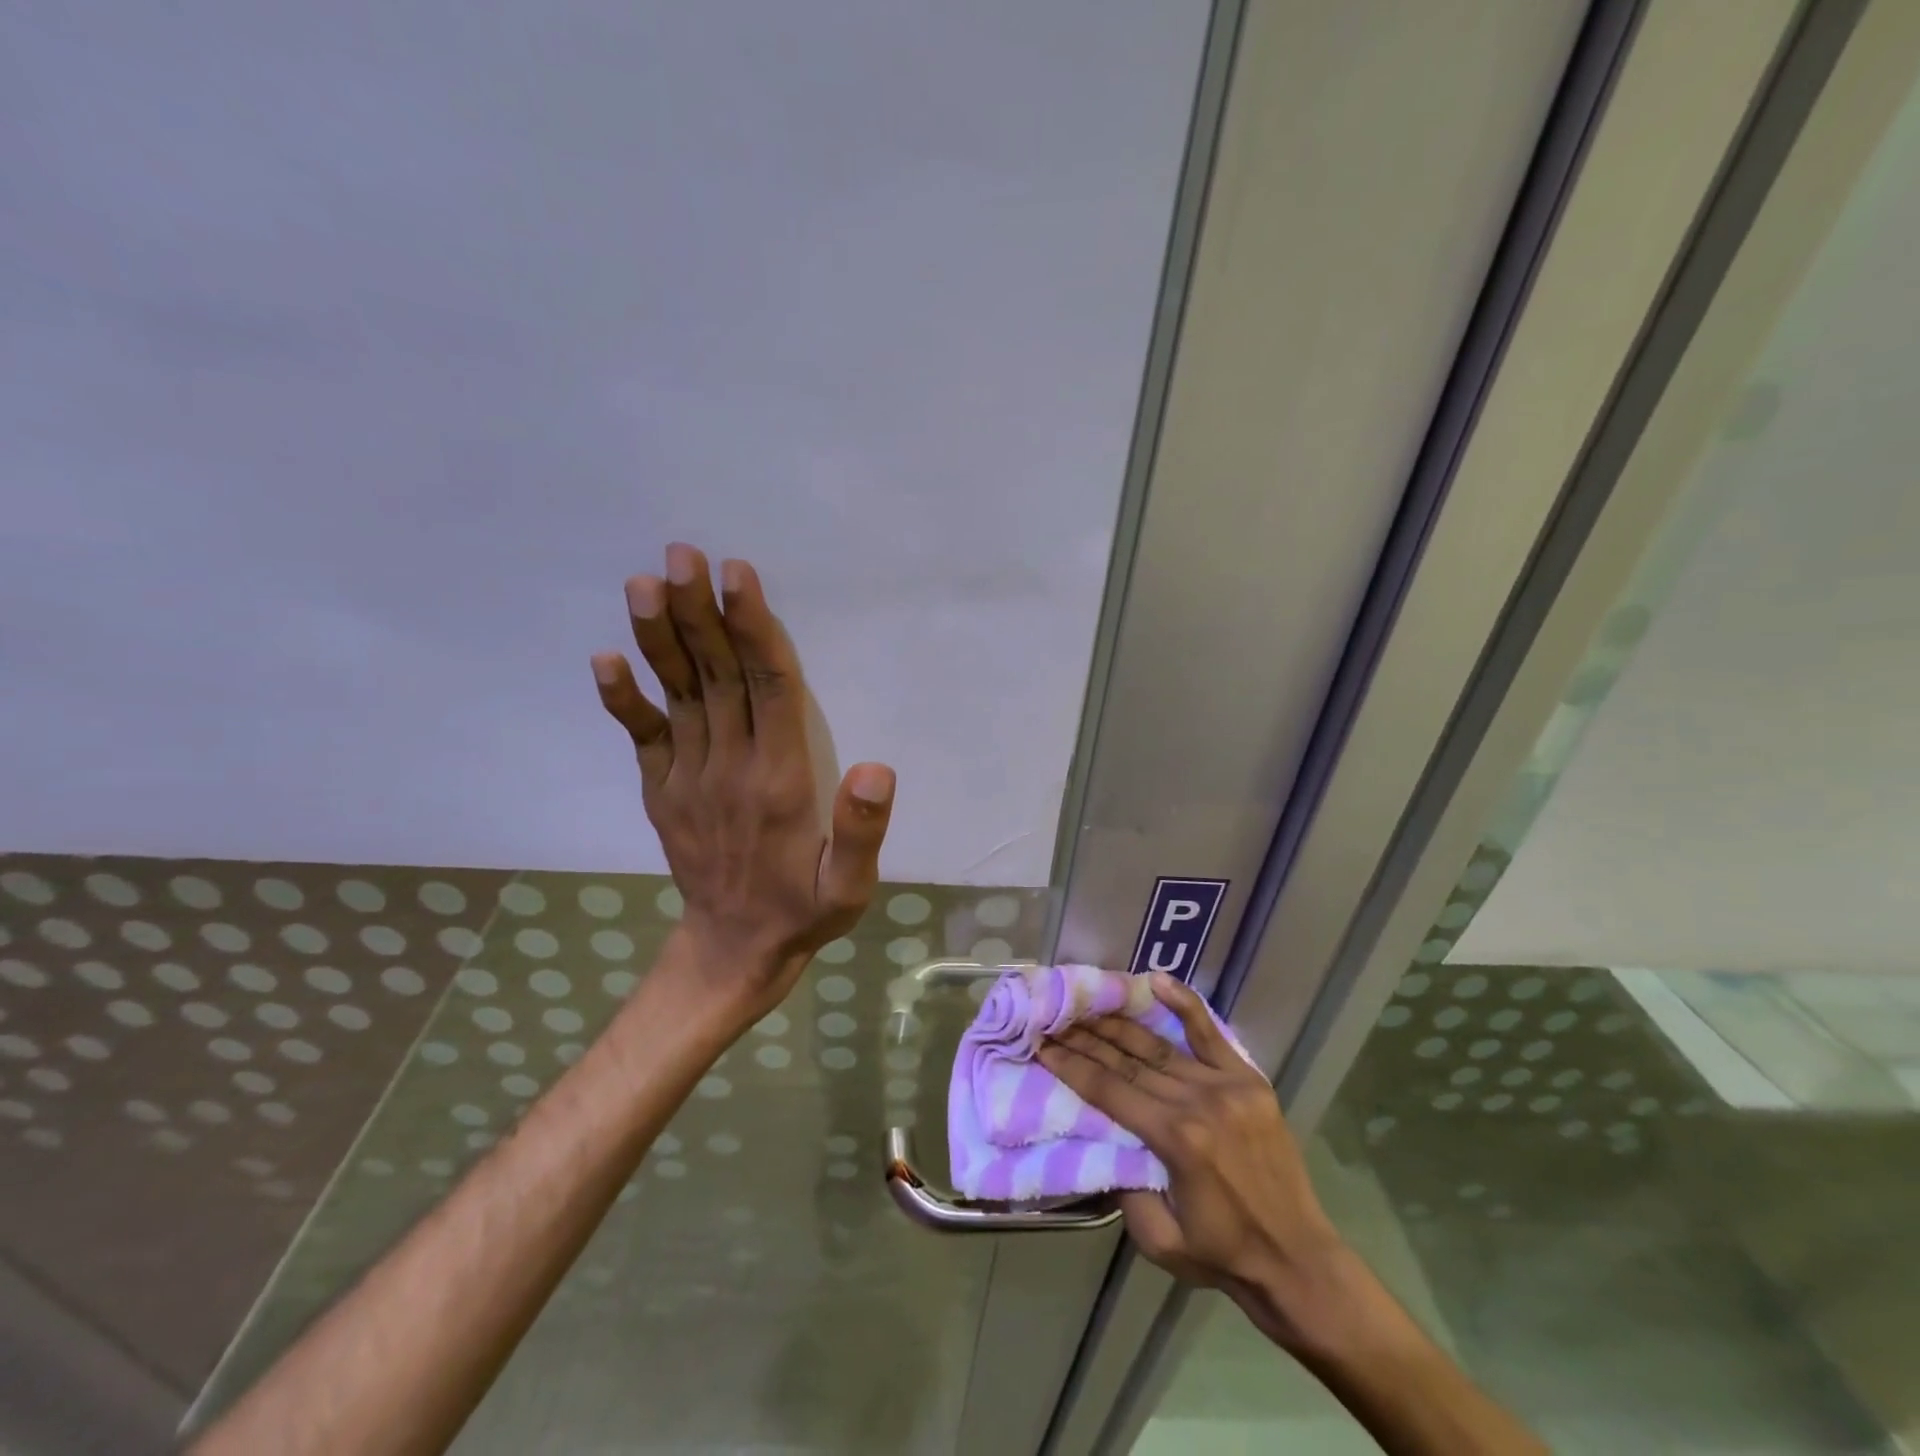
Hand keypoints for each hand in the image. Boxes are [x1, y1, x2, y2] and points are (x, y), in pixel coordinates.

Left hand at [591, 543, 895, 1017]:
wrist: (732, 951)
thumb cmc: (804, 911)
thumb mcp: (850, 888)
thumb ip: (863, 832)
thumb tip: (877, 769)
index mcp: (779, 782)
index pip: (768, 691)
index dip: (754, 630)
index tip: (737, 576)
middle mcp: (729, 770)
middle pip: (716, 678)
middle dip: (699, 614)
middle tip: (681, 554)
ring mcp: (688, 779)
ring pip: (678, 697)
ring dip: (660, 639)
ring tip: (645, 584)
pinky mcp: (663, 792)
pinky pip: (642, 738)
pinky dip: (623, 699)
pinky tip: (605, 658)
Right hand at [1036, 974, 1346, 1330]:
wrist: (1299, 1261)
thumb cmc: (1223, 1255)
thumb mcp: (1159, 1241)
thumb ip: (1124, 1189)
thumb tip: (1102, 1139)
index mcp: (1176, 1139)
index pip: (1109, 1090)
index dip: (1071, 1066)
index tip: (1042, 1045)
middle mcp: (1198, 1100)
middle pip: (1127, 1060)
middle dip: (1084, 1038)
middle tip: (1053, 1018)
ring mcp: (1225, 1084)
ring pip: (1158, 1044)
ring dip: (1117, 1023)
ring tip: (1086, 1003)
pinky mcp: (1248, 1079)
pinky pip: (1210, 1033)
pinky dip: (1184, 1003)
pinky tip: (1156, 980)